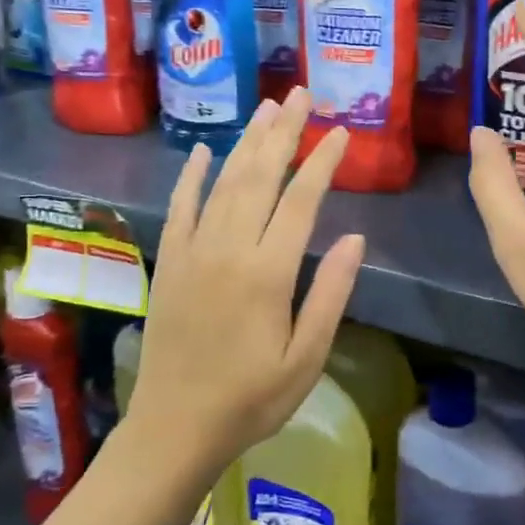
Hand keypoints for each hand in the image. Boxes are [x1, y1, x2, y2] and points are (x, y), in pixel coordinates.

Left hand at [128, 88, 364, 469]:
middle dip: (284, 133)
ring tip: (266, 108)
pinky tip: (203, 152)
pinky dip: (191, 177)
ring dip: (246, 142)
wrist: (174, 429)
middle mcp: (229, 250)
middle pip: (260, 177)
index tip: (340, 133)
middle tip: (301, 94)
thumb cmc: (252, 398)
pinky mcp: (170, 263)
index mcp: (268, 273)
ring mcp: (193, 252)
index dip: (322, 162)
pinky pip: (180, 208)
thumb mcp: (306, 357)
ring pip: (224, 183)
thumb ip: (330, 293)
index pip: (301, 201)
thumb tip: (354, 236)